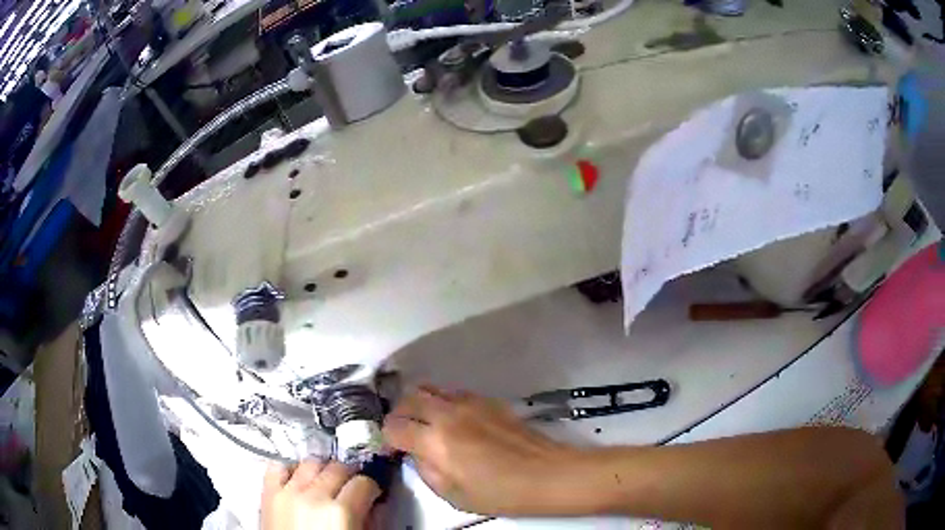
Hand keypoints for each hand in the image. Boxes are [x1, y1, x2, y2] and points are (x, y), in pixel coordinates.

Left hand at [261, 459, 380, 529]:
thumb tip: (377, 504)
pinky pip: (279, 467)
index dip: (371, 488)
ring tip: (326, 483)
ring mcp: (287, 492)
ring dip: (322, 470)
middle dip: (349, 476)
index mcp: (341, 511)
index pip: (364, 483)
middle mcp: (314, 496)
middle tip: (352, 489)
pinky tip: (300, 478)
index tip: (372, 494)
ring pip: (311, 462)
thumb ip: (372, 521)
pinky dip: (292, 468)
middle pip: (338, 467)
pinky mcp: (268, 493)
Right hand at [382, 385, 573, 514]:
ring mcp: (469, 403)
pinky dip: (443, 401)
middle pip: (409, 399)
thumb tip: (416, 454)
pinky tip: (454, 420)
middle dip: (399, 414)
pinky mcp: (488, 400)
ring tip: (425, 423)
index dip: (387, 437)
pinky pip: (454, 392)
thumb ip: (426, 471)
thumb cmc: (500, 493)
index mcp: (436, 441)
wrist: (547, 473)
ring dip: (420, 403)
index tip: (392, 448)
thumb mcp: (453, 495)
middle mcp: (448, 414)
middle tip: (404, 432)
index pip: (394, 427)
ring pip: (431, 389)